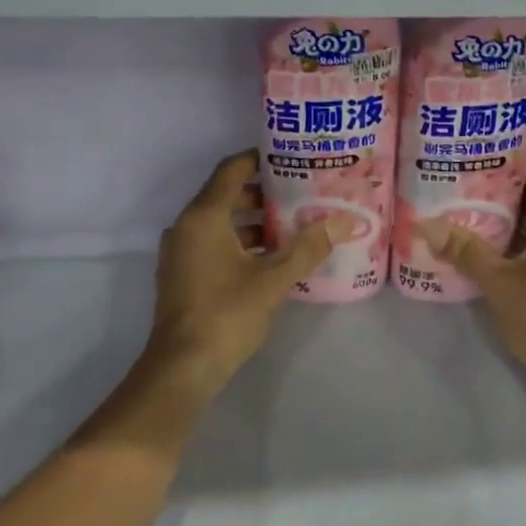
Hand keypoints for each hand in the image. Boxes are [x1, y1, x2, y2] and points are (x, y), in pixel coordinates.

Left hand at [146, 151, 344, 391]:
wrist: (182, 367)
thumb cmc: (226, 314)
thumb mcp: (274, 279)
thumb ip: (308, 247)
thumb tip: (344, 220)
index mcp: (204, 217)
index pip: (231, 170)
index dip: (260, 158)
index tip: (291, 157)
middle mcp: (187, 227)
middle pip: (227, 194)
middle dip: (265, 192)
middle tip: (304, 192)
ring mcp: (182, 252)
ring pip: (222, 222)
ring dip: (256, 220)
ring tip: (296, 223)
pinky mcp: (184, 274)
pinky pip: (215, 243)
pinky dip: (242, 241)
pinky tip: (274, 256)